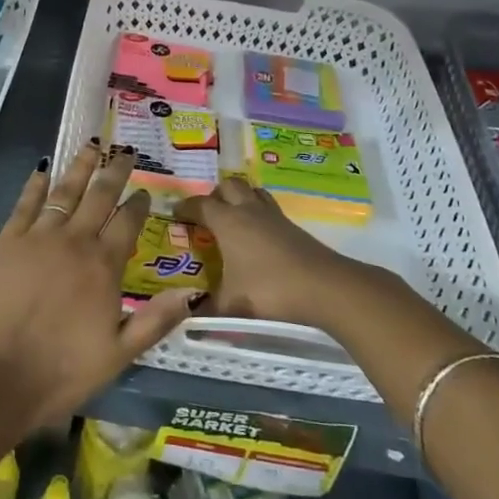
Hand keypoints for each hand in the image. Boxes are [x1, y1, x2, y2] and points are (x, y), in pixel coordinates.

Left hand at [0, 142, 197, 426]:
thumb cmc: (62, 370)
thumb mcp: (119, 354)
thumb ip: (155, 320)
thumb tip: (192, 292)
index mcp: (104, 265)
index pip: (128, 222)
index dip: (139, 204)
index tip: (145, 191)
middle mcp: (75, 240)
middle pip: (100, 196)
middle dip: (115, 171)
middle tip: (125, 152)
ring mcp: (39, 237)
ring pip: (65, 190)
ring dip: (80, 167)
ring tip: (91, 145)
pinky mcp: (7, 241)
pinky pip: (25, 204)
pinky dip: (35, 185)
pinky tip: (42, 170)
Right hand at [175, 177, 357, 327]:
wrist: (324, 287)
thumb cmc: (269, 290)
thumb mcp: (231, 305)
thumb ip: (206, 308)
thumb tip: (187, 313)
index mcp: (228, 222)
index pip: (200, 204)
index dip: (185, 207)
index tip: (175, 213)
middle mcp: (248, 211)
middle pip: (229, 186)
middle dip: (215, 195)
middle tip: (206, 214)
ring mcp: (274, 216)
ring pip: (252, 192)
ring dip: (239, 198)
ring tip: (232, 218)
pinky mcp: (292, 227)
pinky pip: (268, 208)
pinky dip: (258, 214)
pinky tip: (258, 237)